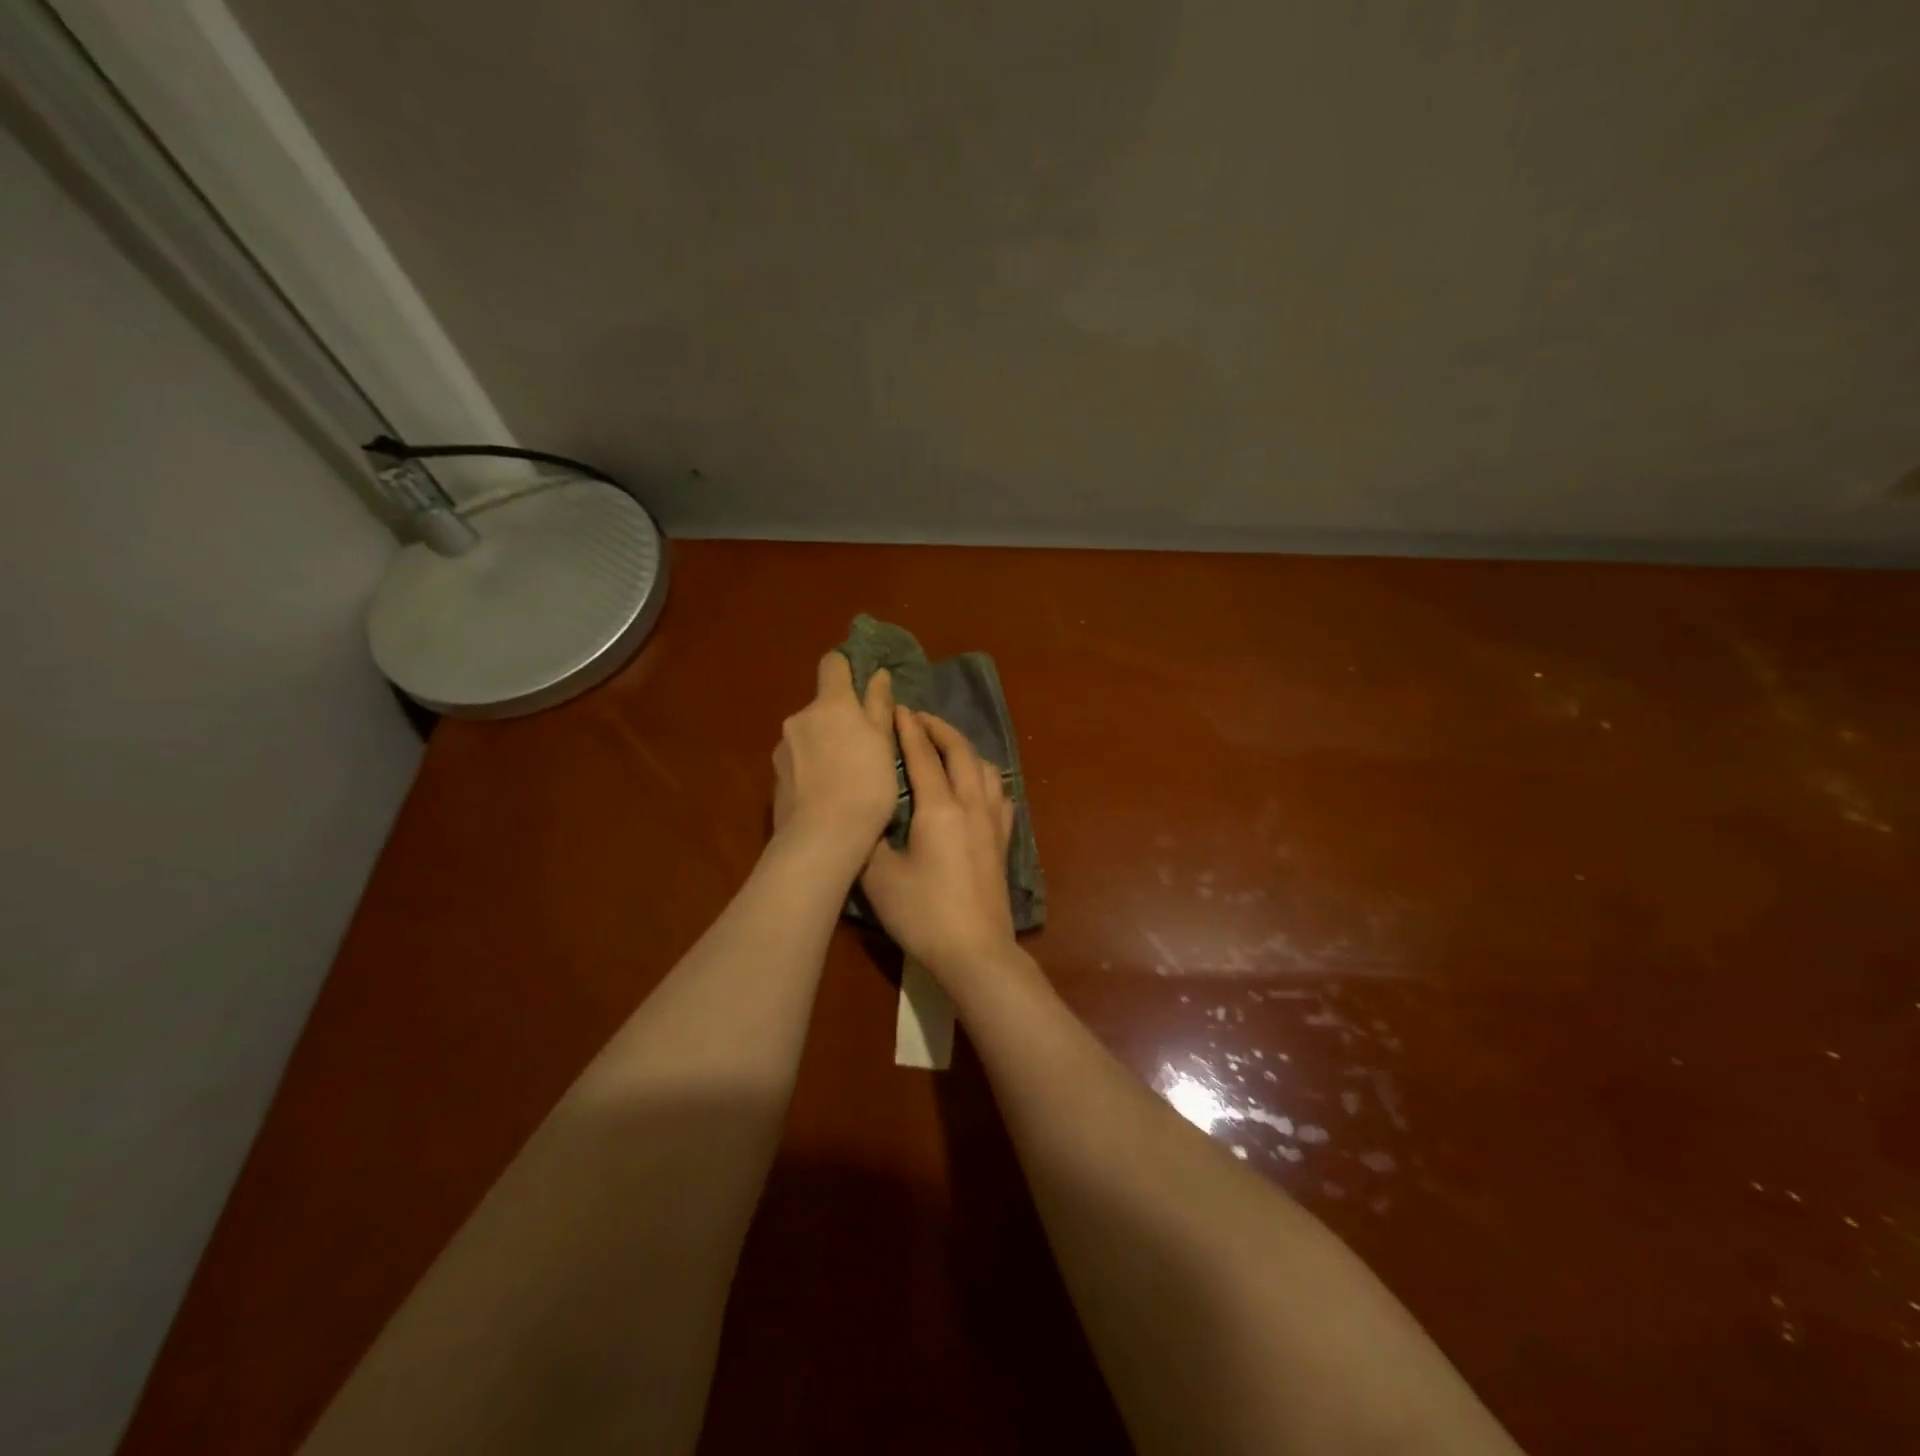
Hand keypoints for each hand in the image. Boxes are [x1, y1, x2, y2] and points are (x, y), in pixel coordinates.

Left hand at [772, 654, 895, 864]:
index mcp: (831, 704)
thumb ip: (878, 706)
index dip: (847, 668)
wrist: (823, 838)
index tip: (862, 684)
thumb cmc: (866, 785)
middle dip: (839, 719)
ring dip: (824, 745)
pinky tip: (826, 794)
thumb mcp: (883, 744)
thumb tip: (878, 675)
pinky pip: (798, 762)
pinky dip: (811, 769)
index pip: (833, 664)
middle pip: (822, 706)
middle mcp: (800, 718)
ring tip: (844, 777)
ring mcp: (783, 748)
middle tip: (863, 748)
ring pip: (809, 736)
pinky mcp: (775, 777)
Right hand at [861, 709, 1016, 981]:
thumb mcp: (878, 876)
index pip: (923, 755)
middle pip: (961, 751)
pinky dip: (985, 777)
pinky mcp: (1003, 841)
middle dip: (940, 728)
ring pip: (985, 768)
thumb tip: (864, 815)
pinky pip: (999, 794)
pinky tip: (979, 785)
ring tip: (947, 746)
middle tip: (920, 718)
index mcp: (939, 808)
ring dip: (965, 748)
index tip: (898, 709)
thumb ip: (868, 838)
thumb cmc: (923, 913)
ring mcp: (993, 822)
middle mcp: (971, 805)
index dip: (909, 729)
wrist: (975, 951)